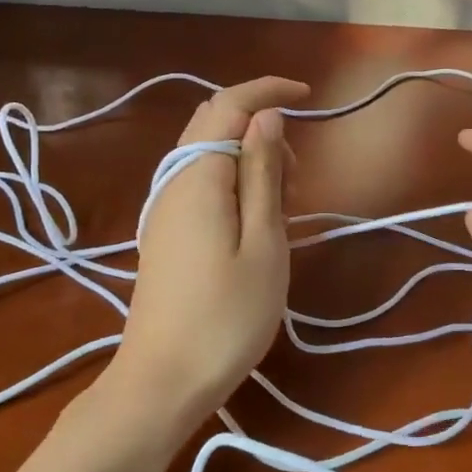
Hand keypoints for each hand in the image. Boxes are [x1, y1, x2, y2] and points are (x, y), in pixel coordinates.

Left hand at [113, 77, 307, 428]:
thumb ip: (263, 173)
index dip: (267, 89)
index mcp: (198, 177)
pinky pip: (199, 183)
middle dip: (259, 126)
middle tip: (298, 174)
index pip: (228, 104)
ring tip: (285, 202)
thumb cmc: (227, 316)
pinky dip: (232, 181)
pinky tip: (256, 220)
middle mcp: (172, 182)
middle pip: (212, 123)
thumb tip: (266, 116)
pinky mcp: (164, 233)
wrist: (162, 381)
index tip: (309, 95)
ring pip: (206, 153)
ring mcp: (163, 208)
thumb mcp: (264, 243)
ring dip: (248, 156)